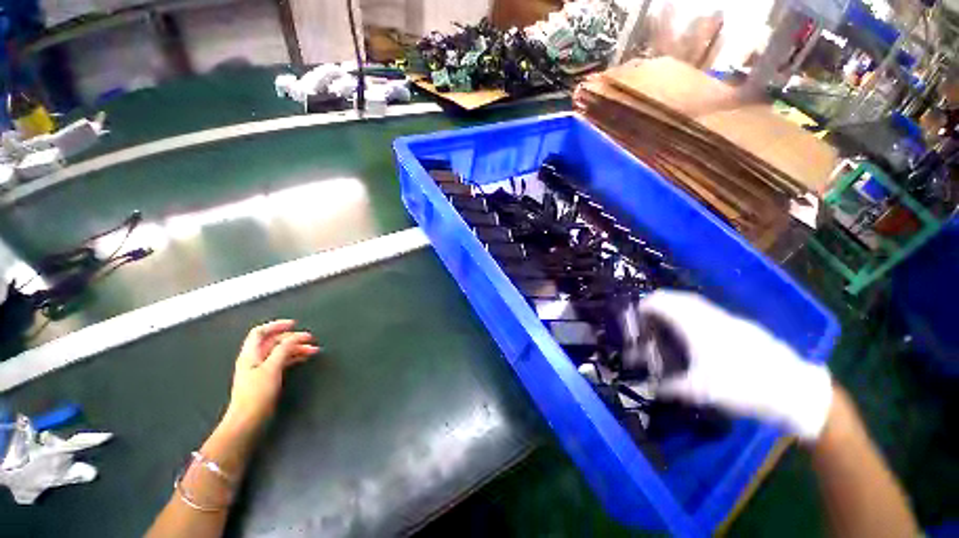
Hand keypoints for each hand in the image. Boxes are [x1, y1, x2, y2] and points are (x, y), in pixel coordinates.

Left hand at [221, 320, 319, 433]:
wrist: (248, 420)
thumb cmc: (257, 393)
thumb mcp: (272, 368)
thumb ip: (283, 349)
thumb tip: (296, 337)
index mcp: (250, 354)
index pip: (260, 332)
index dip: (277, 325)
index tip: (295, 324)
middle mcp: (254, 359)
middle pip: (273, 341)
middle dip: (292, 338)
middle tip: (311, 339)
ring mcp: (261, 369)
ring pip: (280, 352)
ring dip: (296, 348)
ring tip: (313, 350)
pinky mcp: (267, 378)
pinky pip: (282, 361)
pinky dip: (294, 357)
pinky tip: (304, 359)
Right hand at [639, 290, 832, 440]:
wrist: (792, 388)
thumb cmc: (742, 385)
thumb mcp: (702, 391)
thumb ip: (673, 388)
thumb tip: (653, 389)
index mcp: (695, 326)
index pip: (663, 303)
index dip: (646, 305)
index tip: (636, 312)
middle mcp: (709, 316)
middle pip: (678, 297)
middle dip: (659, 301)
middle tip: (648, 313)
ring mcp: (728, 318)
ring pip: (695, 302)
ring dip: (677, 305)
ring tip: (668, 319)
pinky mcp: (741, 325)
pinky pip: (708, 310)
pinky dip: (692, 312)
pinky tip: (696, 330)